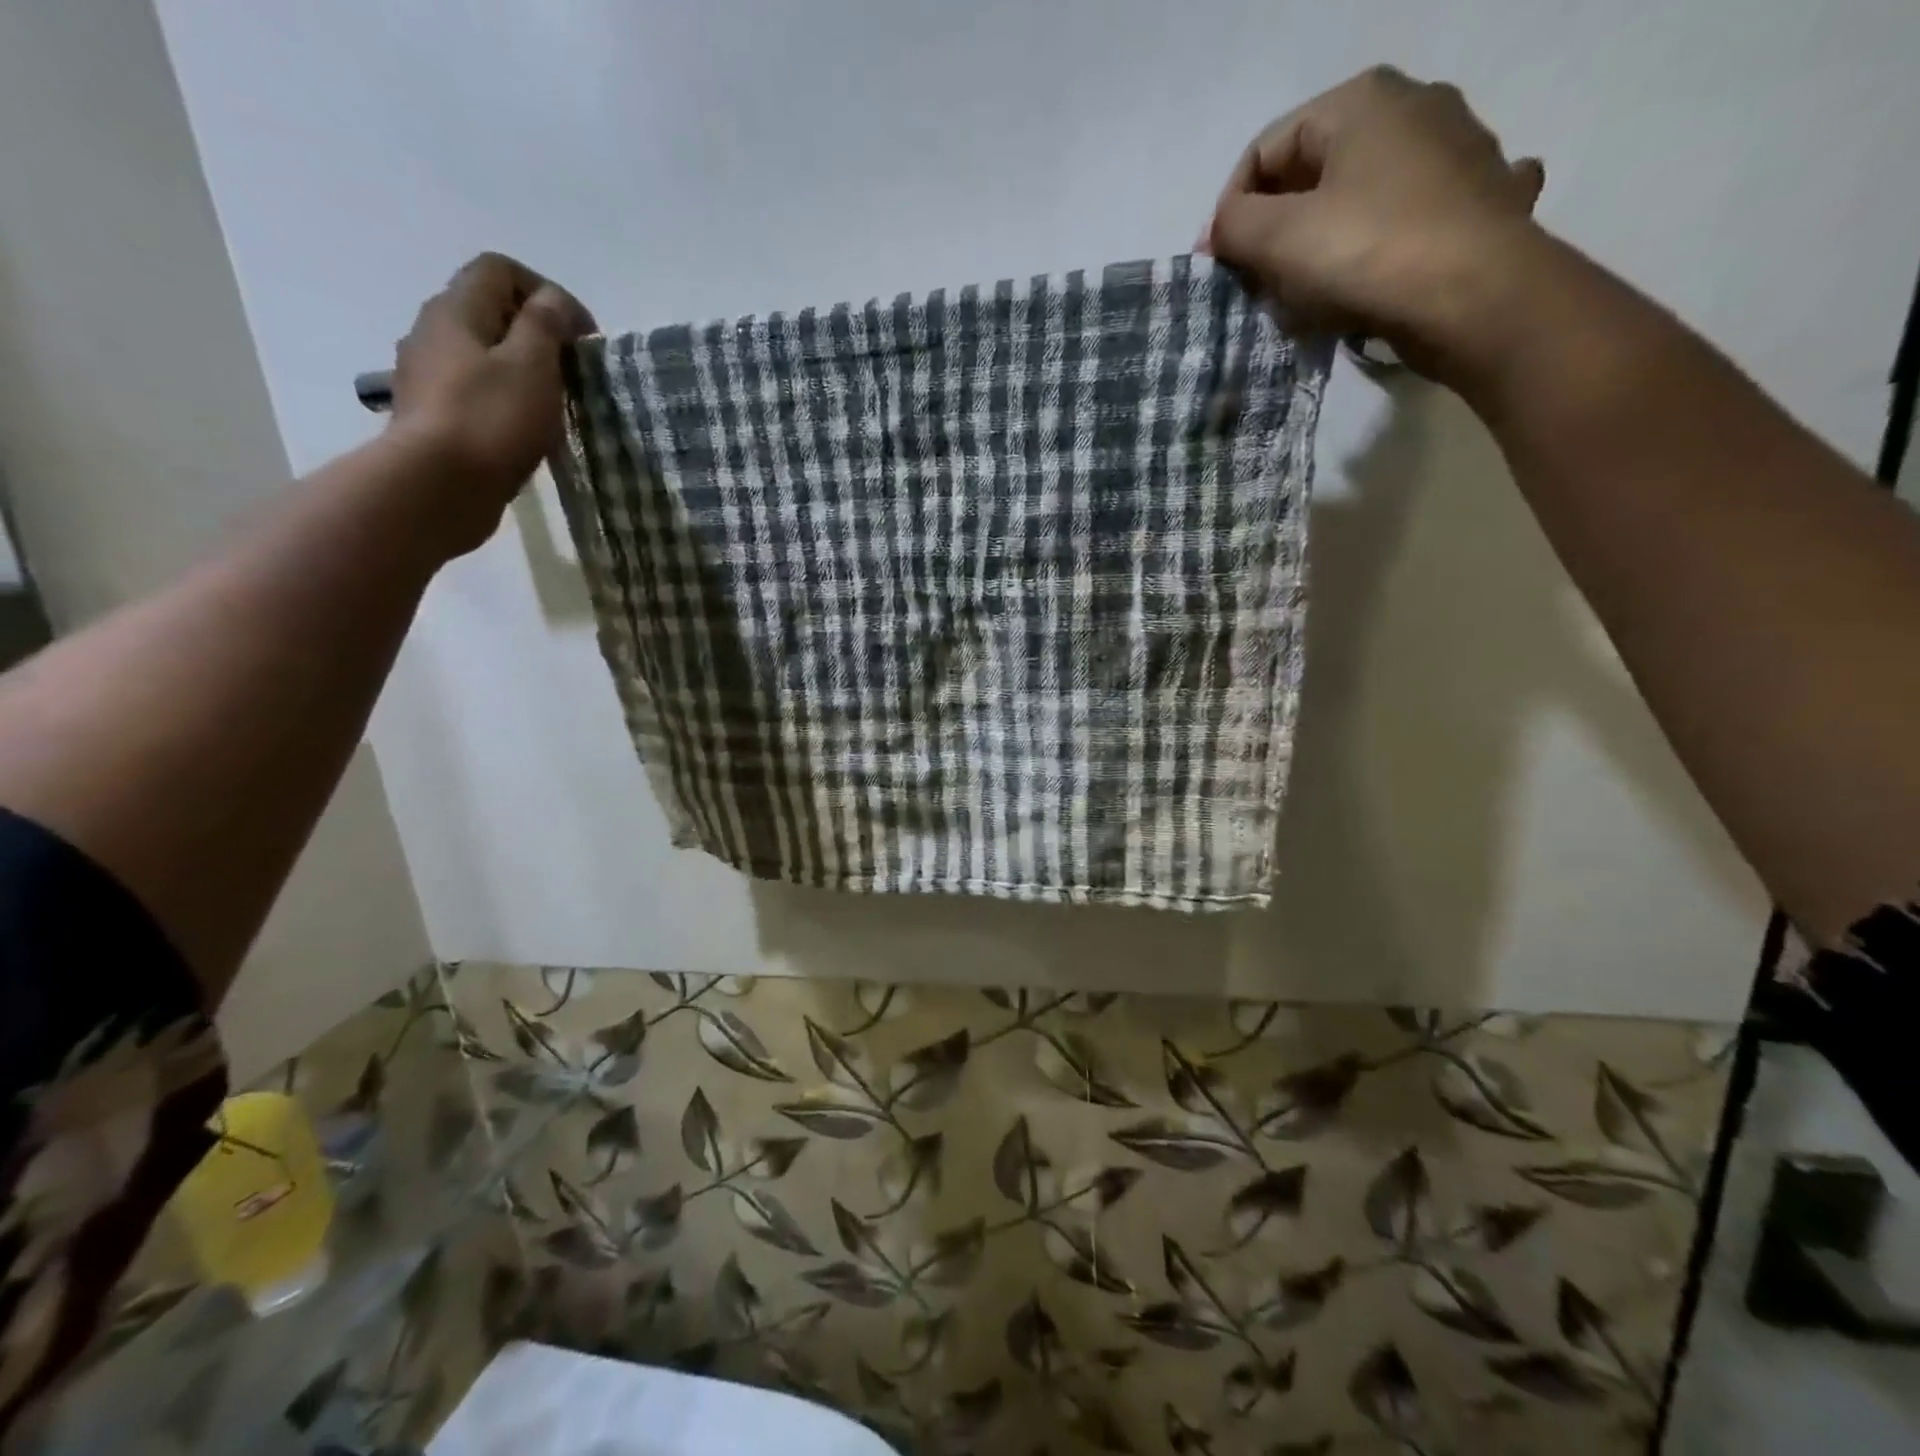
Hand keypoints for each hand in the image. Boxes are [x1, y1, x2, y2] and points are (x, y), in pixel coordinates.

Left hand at [389, 252, 595, 552]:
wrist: (438, 487)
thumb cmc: (491, 420)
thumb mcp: (532, 365)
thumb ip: (545, 326)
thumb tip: (554, 302)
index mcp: (456, 310)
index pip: (500, 270)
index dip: (547, 293)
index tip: (582, 338)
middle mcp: (433, 332)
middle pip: (490, 312)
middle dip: (538, 334)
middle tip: (573, 373)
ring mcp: (429, 377)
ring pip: (483, 355)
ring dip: (523, 371)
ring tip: (555, 406)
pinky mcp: (435, 417)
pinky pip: (476, 393)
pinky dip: (506, 402)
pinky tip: (527, 432)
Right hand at [1204, 67, 1544, 378]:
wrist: (1478, 297)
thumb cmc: (1367, 253)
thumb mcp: (1278, 238)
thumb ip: (1235, 225)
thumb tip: (1224, 226)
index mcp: (1361, 101)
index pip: (1266, 151)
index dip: (1231, 211)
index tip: (1220, 268)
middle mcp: (1413, 108)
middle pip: (1312, 177)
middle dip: (1276, 237)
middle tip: (1259, 290)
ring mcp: (1455, 152)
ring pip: (1359, 203)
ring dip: (1323, 251)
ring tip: (1309, 302)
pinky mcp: (1478, 202)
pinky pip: (1406, 226)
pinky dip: (1379, 254)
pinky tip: (1372, 284)